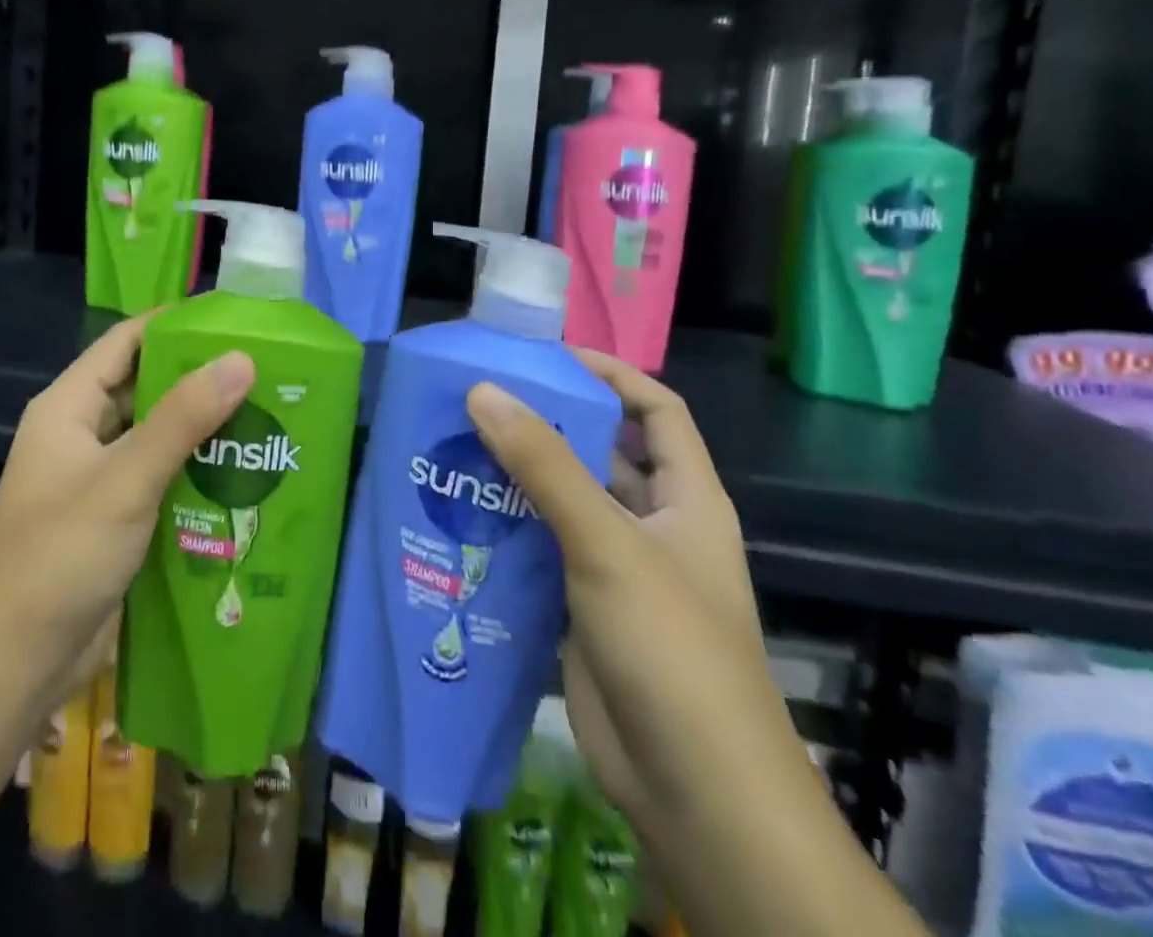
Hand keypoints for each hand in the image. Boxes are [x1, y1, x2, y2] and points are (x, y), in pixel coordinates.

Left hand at [0, 314, 254, 702]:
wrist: (10, 668)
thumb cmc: (58, 557)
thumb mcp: (125, 480)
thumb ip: (183, 419)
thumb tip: (241, 358)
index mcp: (69, 407)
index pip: (126, 342)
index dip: (175, 324)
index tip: (233, 318)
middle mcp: (83, 435)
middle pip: (146, 388)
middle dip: (200, 378)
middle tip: (265, 370)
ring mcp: (99, 480)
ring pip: (159, 437)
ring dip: (204, 429)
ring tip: (267, 415)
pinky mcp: (116, 521)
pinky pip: (163, 480)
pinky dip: (198, 473)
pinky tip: (244, 474)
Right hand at [465, 365, 931, 936]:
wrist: (696, 797)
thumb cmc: (671, 650)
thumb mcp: (607, 543)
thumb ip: (544, 465)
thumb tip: (482, 390)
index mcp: (686, 500)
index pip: (656, 411)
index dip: (612, 375)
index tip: (548, 355)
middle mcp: (654, 526)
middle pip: (602, 452)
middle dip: (548, 423)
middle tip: (480, 397)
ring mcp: (617, 570)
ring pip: (564, 502)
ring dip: (519, 476)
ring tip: (456, 445)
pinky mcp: (582, 609)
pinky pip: (542, 549)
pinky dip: (507, 528)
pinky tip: (459, 513)